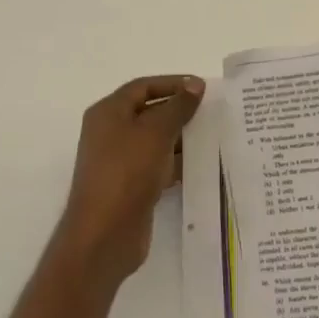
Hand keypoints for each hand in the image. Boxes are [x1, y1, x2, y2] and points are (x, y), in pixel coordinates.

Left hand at [57, 75, 204, 285]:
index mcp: (108, 112)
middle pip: (149, 112)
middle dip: (180, 111)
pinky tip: (200, 165)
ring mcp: (119, 161)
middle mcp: (110, 133)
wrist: (105, 234)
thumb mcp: (156, 132)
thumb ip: (178, 106)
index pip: (143, 87)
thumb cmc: (127, 171)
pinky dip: (176, 163)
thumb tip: (195, 84)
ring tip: (213, 137)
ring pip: (155, 141)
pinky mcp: (130, 186)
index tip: (202, 88)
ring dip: (181, 138)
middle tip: (212, 112)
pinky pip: (157, 165)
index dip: (172, 83)